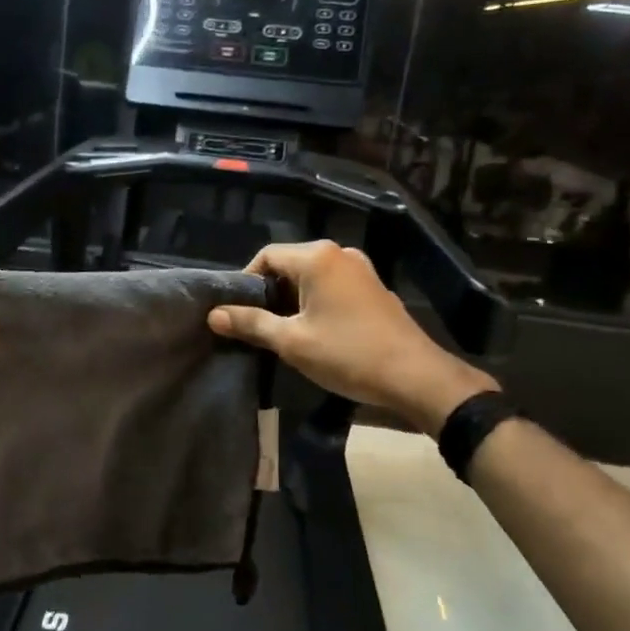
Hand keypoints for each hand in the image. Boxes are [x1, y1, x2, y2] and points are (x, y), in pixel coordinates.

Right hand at [207, 240, 496, 435]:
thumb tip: (213, 314)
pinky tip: (316, 332)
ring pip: (312, 277)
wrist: (415, 376)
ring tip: (284, 332)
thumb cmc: (348, 354)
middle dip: (270, 292)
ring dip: (293, 300)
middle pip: (289, 264)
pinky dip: (317, 302)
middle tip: (258, 326)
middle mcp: (339, 253)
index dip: (246, 282)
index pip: (266, 256)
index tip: (238, 313)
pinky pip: (333, 286)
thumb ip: (251, 323)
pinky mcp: (374, 288)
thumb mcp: (292, 341)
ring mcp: (361, 269)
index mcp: (317, 257)